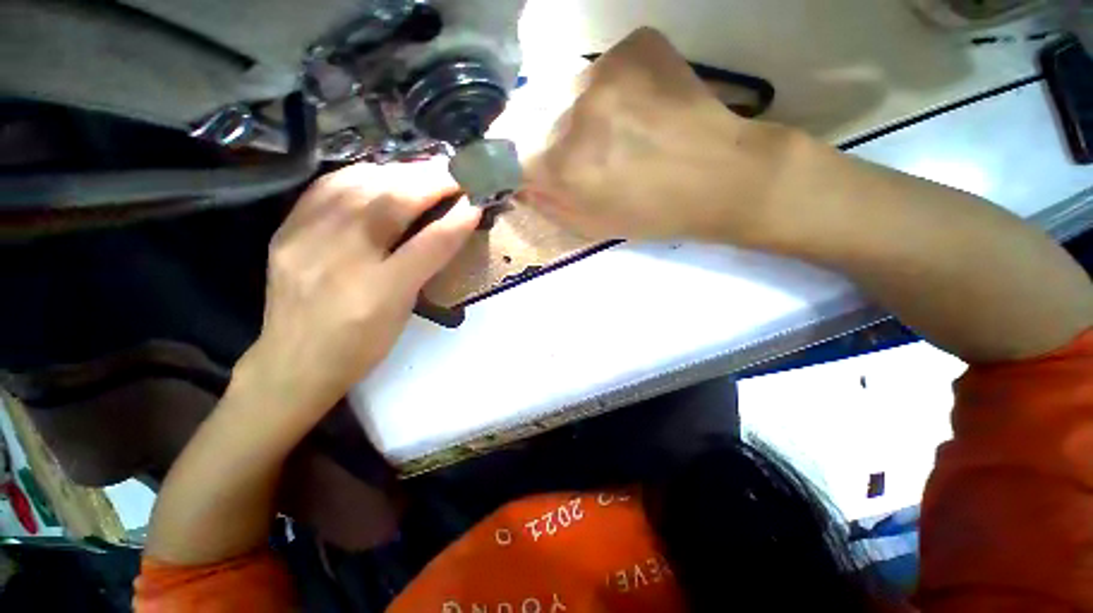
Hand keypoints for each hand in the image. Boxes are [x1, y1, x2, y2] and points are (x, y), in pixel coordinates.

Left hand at [236, 160, 481, 421]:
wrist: (294, 363)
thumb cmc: (361, 345)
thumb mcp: (403, 310)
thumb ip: (429, 264)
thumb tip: (456, 224)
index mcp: (378, 290)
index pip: (428, 244)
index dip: (457, 219)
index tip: (478, 200)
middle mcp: (339, 258)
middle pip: (390, 203)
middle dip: (428, 181)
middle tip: (454, 172)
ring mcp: (305, 239)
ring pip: (356, 186)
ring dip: (397, 172)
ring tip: (422, 170)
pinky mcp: (286, 231)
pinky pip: (325, 188)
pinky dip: (358, 174)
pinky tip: (377, 174)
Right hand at [521, 27, 802, 246]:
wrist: (721, 175)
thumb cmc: (652, 213)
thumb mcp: (591, 225)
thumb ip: (547, 204)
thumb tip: (521, 184)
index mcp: (563, 166)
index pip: (509, 155)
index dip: (516, 163)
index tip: (527, 168)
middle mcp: (574, 113)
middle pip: (534, 120)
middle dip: (547, 139)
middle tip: (582, 152)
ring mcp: (605, 71)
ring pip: (566, 91)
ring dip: (577, 113)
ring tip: (613, 130)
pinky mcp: (634, 45)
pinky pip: (601, 69)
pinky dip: (608, 90)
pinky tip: (635, 107)